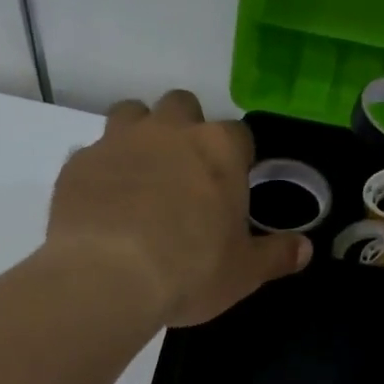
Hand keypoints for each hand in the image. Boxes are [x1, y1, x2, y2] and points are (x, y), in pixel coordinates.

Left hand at [48, 90, 310, 326]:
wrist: (107, 277)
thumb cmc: (190, 271)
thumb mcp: (244, 272)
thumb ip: (276, 255)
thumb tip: (305, 248)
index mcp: (218, 150)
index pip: (238, 135)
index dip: (236, 158)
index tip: (230, 187)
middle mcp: (169, 131)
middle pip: (182, 106)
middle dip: (185, 130)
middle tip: (183, 175)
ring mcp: (118, 141)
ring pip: (131, 113)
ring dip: (139, 134)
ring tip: (139, 176)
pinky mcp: (78, 163)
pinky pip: (91, 154)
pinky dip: (100, 171)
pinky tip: (101, 204)